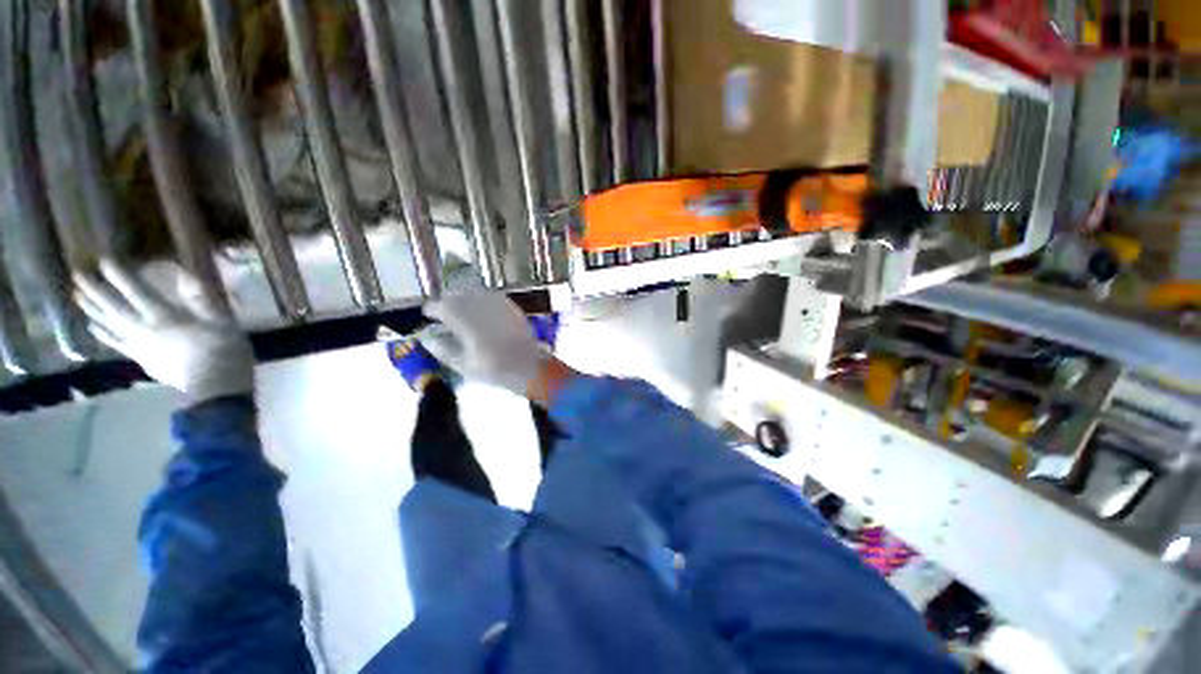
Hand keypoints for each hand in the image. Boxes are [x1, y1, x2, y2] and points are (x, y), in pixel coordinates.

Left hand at [75, 260, 253, 403]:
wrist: (216, 387)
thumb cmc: (224, 350)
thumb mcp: (223, 322)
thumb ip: (203, 300)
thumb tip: (187, 277)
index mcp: (166, 317)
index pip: (137, 292)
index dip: (120, 276)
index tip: (103, 260)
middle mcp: (145, 328)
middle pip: (115, 307)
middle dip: (95, 290)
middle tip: (78, 275)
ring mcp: (140, 345)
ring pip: (109, 324)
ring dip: (92, 309)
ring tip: (78, 296)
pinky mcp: (142, 359)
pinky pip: (116, 343)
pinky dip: (102, 333)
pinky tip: (93, 327)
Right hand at [420, 292, 549, 396]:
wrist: (528, 366)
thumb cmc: (494, 370)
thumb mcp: (463, 365)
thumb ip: (442, 349)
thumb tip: (426, 337)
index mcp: (467, 324)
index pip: (442, 307)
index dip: (432, 309)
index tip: (428, 315)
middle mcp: (481, 309)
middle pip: (457, 296)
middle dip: (446, 302)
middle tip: (442, 312)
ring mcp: (498, 305)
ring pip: (474, 293)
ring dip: (463, 298)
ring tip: (460, 310)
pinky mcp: (511, 306)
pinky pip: (490, 296)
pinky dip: (480, 299)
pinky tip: (480, 310)